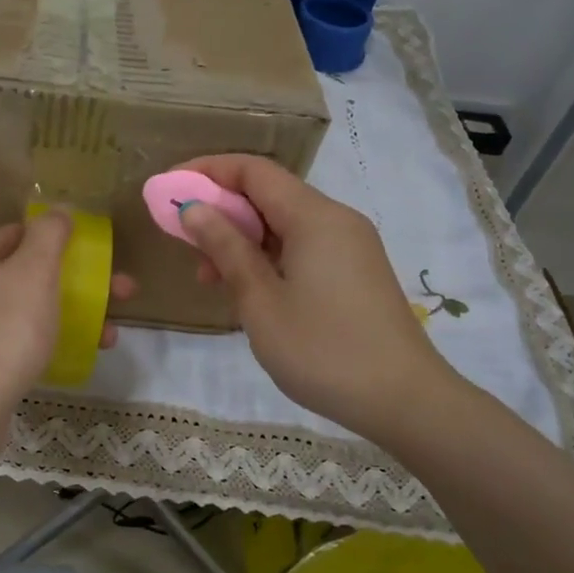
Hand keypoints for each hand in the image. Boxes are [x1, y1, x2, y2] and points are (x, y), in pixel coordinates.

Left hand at [0, 212, 134, 423]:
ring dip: (71, 314)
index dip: (58, 241)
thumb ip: (49, 234)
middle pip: (26, 273)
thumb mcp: (34, 272)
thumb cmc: (5, 331)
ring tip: (110, 334)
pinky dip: (48, 340)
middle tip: (120, 295)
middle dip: (78, 283)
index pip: (17, 234)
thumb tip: (59, 211)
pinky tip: (78, 353)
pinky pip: (16, 339)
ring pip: (26, 309)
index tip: (95, 258)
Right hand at [175, 155, 457, 439]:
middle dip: (220, 209)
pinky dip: (266, 256)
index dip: (207, 171)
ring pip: (283, 224)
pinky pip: (301, 246)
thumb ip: (226, 248)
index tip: (169, 189)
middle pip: (268, 194)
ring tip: (207, 276)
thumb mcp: (261, 301)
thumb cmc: (323, 350)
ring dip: (240, 238)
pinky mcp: (354, 272)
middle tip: (181, 238)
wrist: (405, 401)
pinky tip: (245, 288)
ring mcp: (349, 246)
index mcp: (314, 217)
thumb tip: (193, 209)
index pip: (253, 171)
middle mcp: (335, 220)